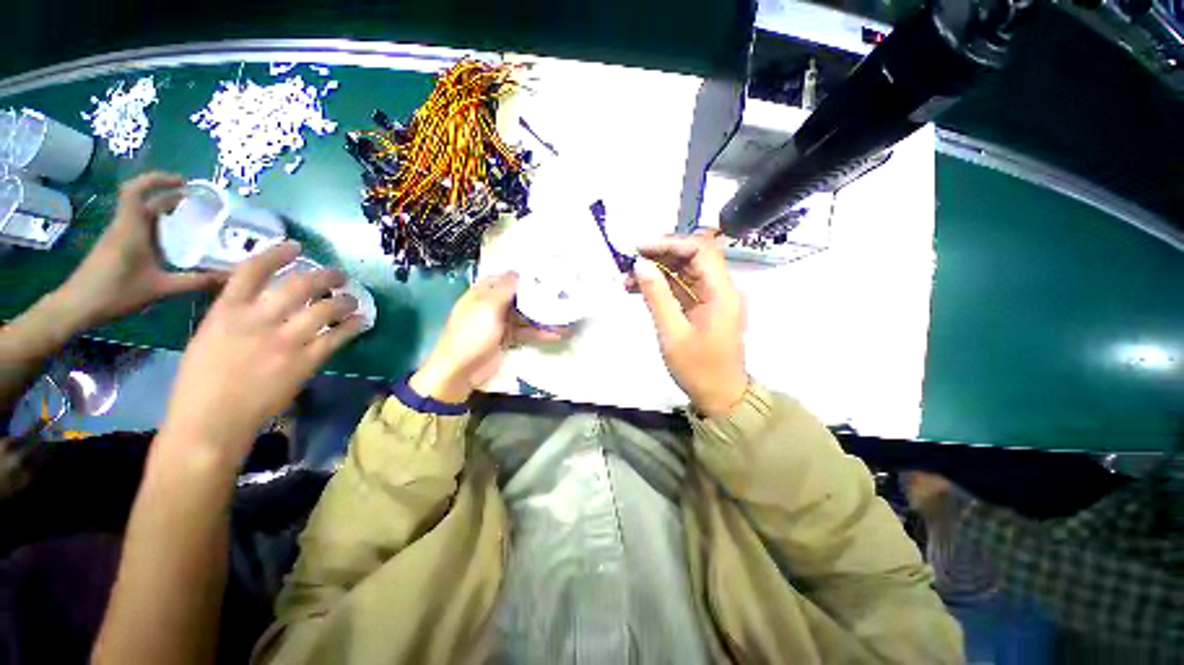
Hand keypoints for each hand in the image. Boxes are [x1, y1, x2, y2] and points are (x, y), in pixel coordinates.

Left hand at [54, 172, 223, 330]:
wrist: (79, 305)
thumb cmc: (117, 292)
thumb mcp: (160, 288)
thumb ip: (195, 281)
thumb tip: (229, 278)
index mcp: (131, 228)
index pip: (137, 191)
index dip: (157, 180)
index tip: (183, 182)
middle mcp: (124, 226)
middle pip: (143, 201)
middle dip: (168, 196)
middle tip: (197, 202)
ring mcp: (119, 236)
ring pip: (141, 214)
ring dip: (163, 211)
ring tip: (189, 219)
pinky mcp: (117, 247)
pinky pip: (139, 227)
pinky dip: (157, 226)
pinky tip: (172, 240)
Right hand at [157, 242, 363, 467]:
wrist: (210, 423)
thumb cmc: (200, 383)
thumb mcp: (207, 337)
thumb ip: (234, 315)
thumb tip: (263, 300)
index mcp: (225, 312)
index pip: (253, 270)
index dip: (277, 253)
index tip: (296, 246)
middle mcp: (257, 320)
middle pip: (298, 285)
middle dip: (324, 275)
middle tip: (338, 275)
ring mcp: (284, 341)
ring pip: (324, 309)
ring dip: (344, 300)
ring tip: (353, 298)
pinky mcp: (305, 362)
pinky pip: (337, 337)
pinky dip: (353, 326)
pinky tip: (362, 321)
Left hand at [411, 272, 559, 402]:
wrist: (460, 370)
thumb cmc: (472, 334)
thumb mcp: (488, 307)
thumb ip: (505, 289)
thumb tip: (520, 272)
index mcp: (483, 292)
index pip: (507, 277)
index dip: (525, 275)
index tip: (547, 274)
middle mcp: (493, 304)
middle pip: (520, 295)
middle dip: (539, 295)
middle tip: (562, 293)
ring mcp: (501, 322)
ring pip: (526, 314)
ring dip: (543, 316)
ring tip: (565, 315)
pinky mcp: (508, 338)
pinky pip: (527, 332)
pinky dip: (540, 333)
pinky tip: (557, 334)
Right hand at [629, 230, 747, 417]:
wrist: (719, 398)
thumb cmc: (698, 369)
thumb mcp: (672, 333)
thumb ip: (657, 296)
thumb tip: (640, 265)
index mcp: (721, 292)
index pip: (700, 249)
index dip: (669, 243)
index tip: (640, 248)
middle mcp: (720, 289)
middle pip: (691, 257)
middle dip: (659, 255)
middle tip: (629, 262)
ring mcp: (711, 298)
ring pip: (684, 272)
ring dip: (657, 271)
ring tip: (627, 279)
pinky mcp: (702, 308)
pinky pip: (681, 288)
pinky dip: (661, 286)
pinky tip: (638, 289)